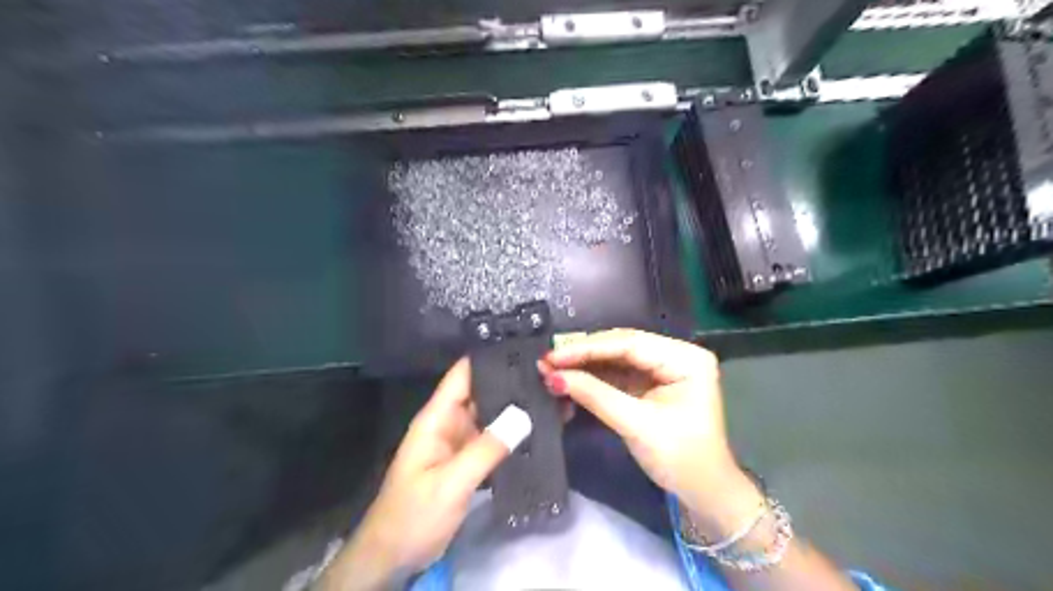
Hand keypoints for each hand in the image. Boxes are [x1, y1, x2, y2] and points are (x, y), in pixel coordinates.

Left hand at [320, 358, 530, 587]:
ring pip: (491, 416)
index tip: (524, 347)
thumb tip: (525, 414)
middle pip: (482, 392)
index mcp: (437, 418)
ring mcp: (460, 443)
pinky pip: (494, 440)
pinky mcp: (469, 463)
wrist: (393, 559)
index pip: (462, 374)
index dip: (489, 358)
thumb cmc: (412, 515)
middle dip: (512, 382)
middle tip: (551, 374)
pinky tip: (540, 431)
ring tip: (553, 397)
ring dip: (517, 409)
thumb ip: (486, 449)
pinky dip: (514, 434)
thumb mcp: (450, 482)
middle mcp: (450, 423)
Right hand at [538, 330, 762, 537]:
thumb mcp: (636, 424)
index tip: (553, 356)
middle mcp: (675, 355)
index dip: (587, 348)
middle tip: (547, 362)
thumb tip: (553, 377)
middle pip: (621, 347)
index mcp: (685, 358)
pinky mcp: (651, 384)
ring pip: (616, 360)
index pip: (629, 344)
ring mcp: (663, 369)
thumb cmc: (680, 459)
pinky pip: (617, 375)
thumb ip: (595, 395)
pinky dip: (593, 379)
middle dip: (583, 356)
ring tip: (551, 371)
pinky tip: (569, 380)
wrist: (704, 493)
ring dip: (584, 366)